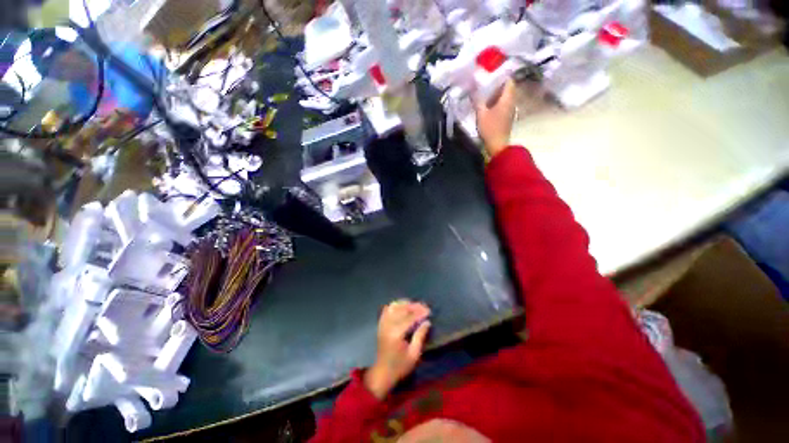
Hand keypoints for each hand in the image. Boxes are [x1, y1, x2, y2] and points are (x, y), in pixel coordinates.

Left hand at [364, 300, 431, 399]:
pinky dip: (395, 305)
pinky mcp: (381, 324)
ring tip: (414, 305)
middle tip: (424, 306)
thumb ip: (420, 336)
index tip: (429, 310)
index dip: (420, 313)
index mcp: (396, 334)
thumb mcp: (414, 355)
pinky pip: (387, 309)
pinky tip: (402, 307)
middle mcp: (388, 325)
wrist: (382, 372)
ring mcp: (383, 324)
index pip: (409, 318)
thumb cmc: (400, 366)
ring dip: (405, 304)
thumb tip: (427, 322)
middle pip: (401, 309)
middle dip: (414, 306)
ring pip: (394, 306)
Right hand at [474, 79, 516, 157]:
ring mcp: (510, 110)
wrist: (498, 145)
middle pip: (507, 88)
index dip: (501, 76)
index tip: (491, 74)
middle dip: (497, 85)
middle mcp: (512, 102)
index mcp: (507, 98)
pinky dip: (497, 102)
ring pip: (505, 97)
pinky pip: (504, 105)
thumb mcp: (481, 114)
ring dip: (496, 94)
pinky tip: (488, 105)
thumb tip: (472, 90)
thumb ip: (477, 101)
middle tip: (485, 84)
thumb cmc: (490, 129)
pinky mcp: (507, 117)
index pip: (509, 81)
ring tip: (484, 94)